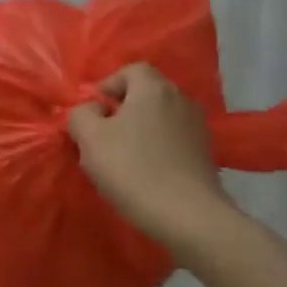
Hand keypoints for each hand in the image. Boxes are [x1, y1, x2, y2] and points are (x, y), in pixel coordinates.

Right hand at [67, 63, 235, 254]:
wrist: (188, 217)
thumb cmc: (133, 169)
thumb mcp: (89, 138)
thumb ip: (81, 114)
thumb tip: (91, 110)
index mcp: (154, 89)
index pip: (130, 70)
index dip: (107, 85)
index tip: (92, 111)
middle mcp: (181, 100)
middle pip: (146, 93)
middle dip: (121, 110)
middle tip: (102, 136)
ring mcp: (197, 128)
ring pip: (159, 118)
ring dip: (139, 131)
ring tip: (121, 158)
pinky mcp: (205, 154)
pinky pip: (173, 140)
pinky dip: (157, 148)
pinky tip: (145, 173)